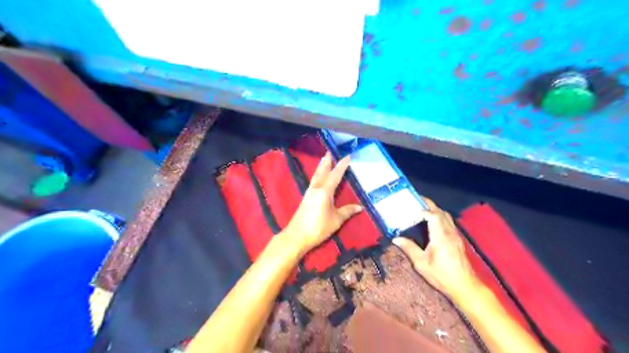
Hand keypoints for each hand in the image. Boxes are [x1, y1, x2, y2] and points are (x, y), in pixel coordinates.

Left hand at [286, 154, 363, 254]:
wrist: (296, 236)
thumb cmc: (318, 228)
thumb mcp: (336, 220)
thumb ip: (347, 211)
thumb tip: (360, 207)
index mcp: (324, 191)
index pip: (335, 175)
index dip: (342, 165)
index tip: (347, 156)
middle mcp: (316, 188)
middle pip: (322, 171)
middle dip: (327, 161)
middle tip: (329, 151)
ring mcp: (309, 192)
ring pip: (316, 175)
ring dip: (321, 167)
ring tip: (324, 159)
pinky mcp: (306, 198)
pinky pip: (313, 182)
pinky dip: (317, 175)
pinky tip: (318, 177)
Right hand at [391, 197, 478, 301]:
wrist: (465, 286)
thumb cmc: (442, 276)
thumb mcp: (421, 264)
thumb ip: (409, 248)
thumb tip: (396, 238)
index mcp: (441, 237)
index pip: (433, 216)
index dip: (423, 210)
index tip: (411, 210)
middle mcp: (450, 233)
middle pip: (441, 212)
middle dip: (428, 204)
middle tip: (416, 199)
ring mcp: (455, 235)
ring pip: (446, 216)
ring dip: (435, 209)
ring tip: (422, 208)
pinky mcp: (457, 239)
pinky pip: (449, 221)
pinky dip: (439, 216)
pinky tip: (432, 220)